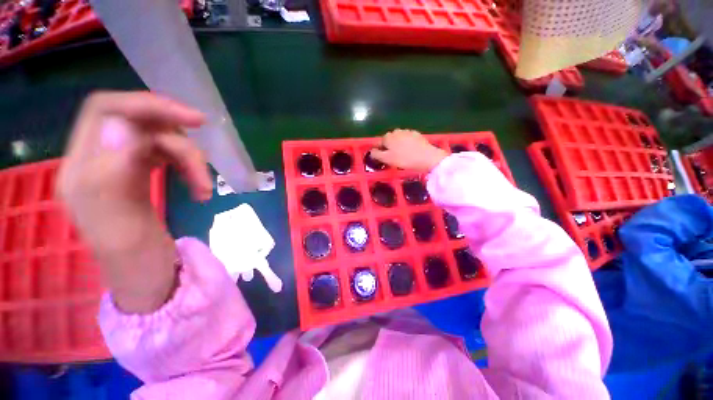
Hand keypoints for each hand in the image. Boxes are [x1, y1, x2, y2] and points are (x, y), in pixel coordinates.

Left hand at [57, 91, 211, 312]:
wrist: (147, 278)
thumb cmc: (135, 262)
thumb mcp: (121, 226)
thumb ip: (113, 176)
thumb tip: (123, 126)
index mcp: (81, 171)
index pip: (105, 111)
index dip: (147, 105)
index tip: (194, 119)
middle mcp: (97, 160)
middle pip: (140, 125)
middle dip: (179, 142)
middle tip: (204, 169)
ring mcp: (120, 166)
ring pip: (160, 140)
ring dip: (189, 160)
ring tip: (204, 188)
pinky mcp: (140, 174)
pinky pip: (168, 155)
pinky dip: (189, 168)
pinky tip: (199, 188)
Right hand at [370, 129, 447, 172]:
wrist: (426, 157)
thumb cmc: (404, 159)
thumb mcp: (387, 159)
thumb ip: (377, 154)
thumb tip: (371, 151)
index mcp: (387, 137)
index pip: (378, 143)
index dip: (379, 151)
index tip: (383, 158)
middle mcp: (396, 131)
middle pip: (389, 140)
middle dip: (389, 147)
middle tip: (393, 157)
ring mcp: (407, 131)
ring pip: (398, 138)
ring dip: (398, 145)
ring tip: (402, 154)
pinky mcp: (416, 134)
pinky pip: (407, 139)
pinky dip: (406, 144)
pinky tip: (410, 151)